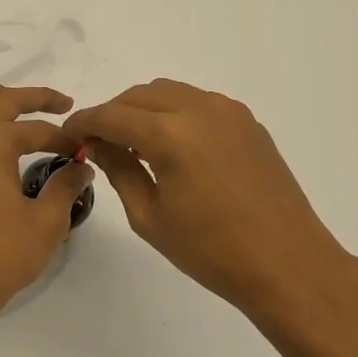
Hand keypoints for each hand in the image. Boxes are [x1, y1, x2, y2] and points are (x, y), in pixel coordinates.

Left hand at [0, 82, 94, 319]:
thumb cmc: (1, 253)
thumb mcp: (47, 220)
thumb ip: (66, 184)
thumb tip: (82, 167)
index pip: (37, 129)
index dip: (65, 139)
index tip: (84, 152)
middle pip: (0, 99)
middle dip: (35, 97)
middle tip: (63, 104)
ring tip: (14, 103)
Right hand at [64, 78, 357, 321]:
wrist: (289, 264)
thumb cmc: (212, 251)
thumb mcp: (150, 217)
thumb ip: (120, 170)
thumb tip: (99, 144)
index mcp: (171, 134)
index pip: (112, 115)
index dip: (85, 122)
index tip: (69, 134)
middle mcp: (199, 109)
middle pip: (139, 95)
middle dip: (113, 113)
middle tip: (100, 142)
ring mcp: (228, 111)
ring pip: (169, 92)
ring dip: (143, 109)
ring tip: (135, 142)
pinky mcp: (247, 121)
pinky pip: (197, 102)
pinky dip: (174, 112)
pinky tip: (173, 145)